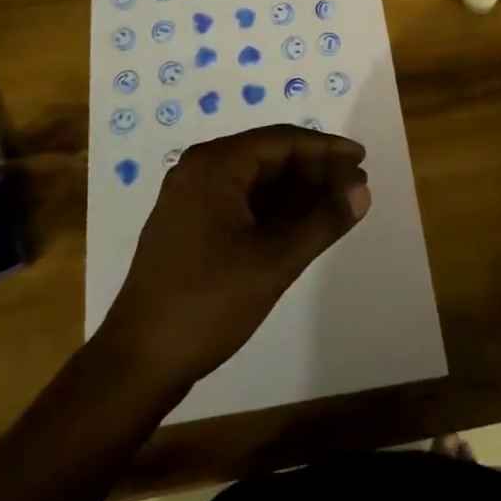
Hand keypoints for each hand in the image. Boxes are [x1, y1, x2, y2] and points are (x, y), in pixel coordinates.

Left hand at [99, 125, 370, 391]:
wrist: (138, 361)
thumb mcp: (274, 261)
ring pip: (257, 182)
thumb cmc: (208, 302)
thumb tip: (362, 191)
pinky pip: (242, 203)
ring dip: (298, 193)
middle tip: (355, 189)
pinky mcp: (192, 225)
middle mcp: (201, 170)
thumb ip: (323, 221)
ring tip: (338, 208)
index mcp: (215, 165)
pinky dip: (275, 211)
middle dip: (315, 171)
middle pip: (270, 157)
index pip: (282, 140)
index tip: (362, 160)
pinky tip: (304, 226)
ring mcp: (193, 198)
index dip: (326, 149)